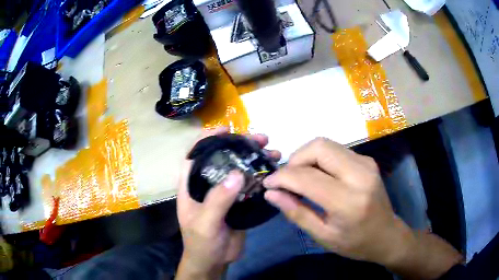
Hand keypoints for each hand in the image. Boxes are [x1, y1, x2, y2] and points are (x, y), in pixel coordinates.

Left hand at [176, 128, 280, 278]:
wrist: (214, 261)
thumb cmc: (201, 243)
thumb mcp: (205, 223)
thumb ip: (218, 201)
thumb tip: (237, 174)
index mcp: (192, 185)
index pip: (195, 155)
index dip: (208, 138)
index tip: (226, 128)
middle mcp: (208, 184)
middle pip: (223, 158)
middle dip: (240, 145)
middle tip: (260, 138)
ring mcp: (225, 193)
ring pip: (239, 169)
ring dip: (255, 159)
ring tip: (273, 151)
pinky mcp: (239, 202)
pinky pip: (250, 185)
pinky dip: (262, 177)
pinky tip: (275, 171)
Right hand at [263, 138, 461, 278]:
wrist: (390, 237)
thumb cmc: (357, 244)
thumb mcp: (324, 236)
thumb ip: (298, 211)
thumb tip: (273, 191)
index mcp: (348, 198)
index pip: (306, 173)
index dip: (282, 174)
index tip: (268, 180)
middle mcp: (359, 172)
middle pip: (318, 145)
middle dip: (294, 156)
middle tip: (284, 176)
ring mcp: (366, 163)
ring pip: (327, 143)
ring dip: (307, 156)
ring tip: (298, 176)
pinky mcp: (367, 161)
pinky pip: (336, 150)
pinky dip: (319, 158)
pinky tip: (317, 175)